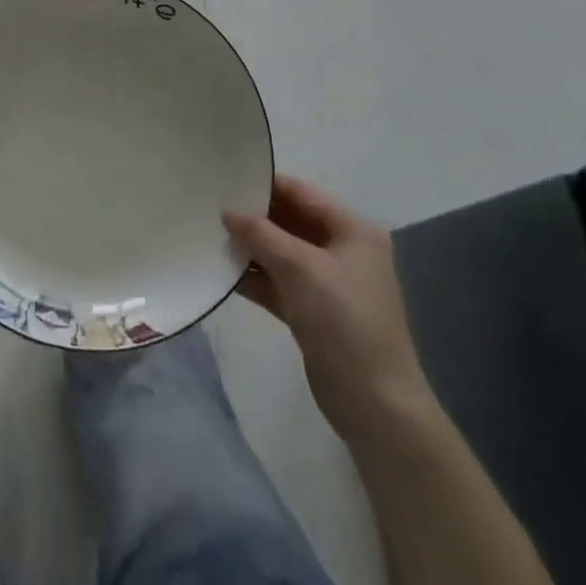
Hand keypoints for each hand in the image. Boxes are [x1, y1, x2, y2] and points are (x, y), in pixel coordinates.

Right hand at [224, 175, 432, 441]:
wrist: (375, 407)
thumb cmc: (343, 321)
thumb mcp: (299, 268)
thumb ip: (260, 234)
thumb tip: (228, 212)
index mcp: (352, 229)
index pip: (301, 192)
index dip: (265, 184)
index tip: (225, 179)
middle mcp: (343, 250)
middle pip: (291, 221)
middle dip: (254, 217)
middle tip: (211, 207)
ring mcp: (329, 283)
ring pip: (282, 253)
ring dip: (251, 248)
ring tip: (210, 236)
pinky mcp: (315, 312)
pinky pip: (280, 282)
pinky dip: (256, 277)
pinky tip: (224, 272)